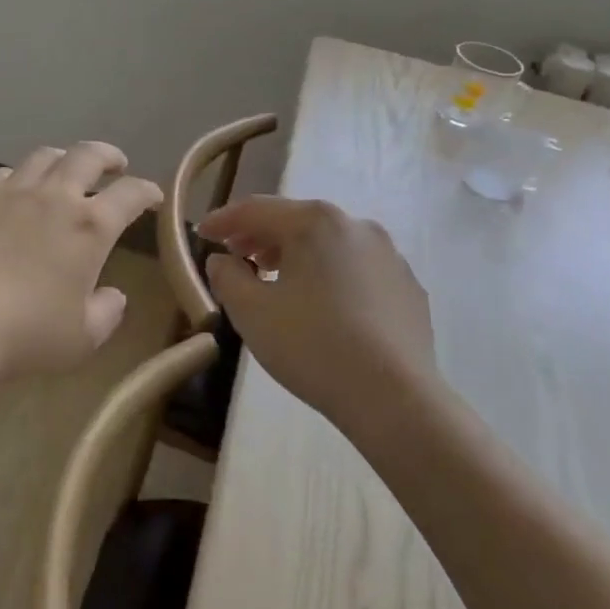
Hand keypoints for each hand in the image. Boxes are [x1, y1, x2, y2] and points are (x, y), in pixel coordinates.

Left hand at [0, 143, 162, 381]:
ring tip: (67, 169)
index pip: (130, 194)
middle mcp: (54, 197)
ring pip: (44, 156)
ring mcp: (10, 192)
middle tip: (115, 164)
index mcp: (90, 228)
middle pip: (87, 155)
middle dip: (108, 156)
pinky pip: (3, 173)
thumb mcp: (81, 339)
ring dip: (64, 158)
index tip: (152, 196)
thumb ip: (106, 313)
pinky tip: (16, 190)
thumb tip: (113, 295)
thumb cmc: (24, 335)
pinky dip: (20, 176)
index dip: (147, 192)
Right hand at [200, 197, 438, 436]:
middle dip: (260, 236)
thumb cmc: (311, 345)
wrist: (395, 398)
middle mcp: (356, 225)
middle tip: (235, 256)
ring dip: (295, 255)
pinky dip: (329, 275)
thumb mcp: (250, 311)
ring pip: (329, 244)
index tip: (201, 234)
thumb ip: (226, 276)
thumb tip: (222, 260)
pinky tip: (320, 305)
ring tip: (274, 278)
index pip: (256, 210)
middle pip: (296, 221)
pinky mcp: (408, 287)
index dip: (223, 220)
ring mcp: (389, 256)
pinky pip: (356, 270)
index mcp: (315, 222)